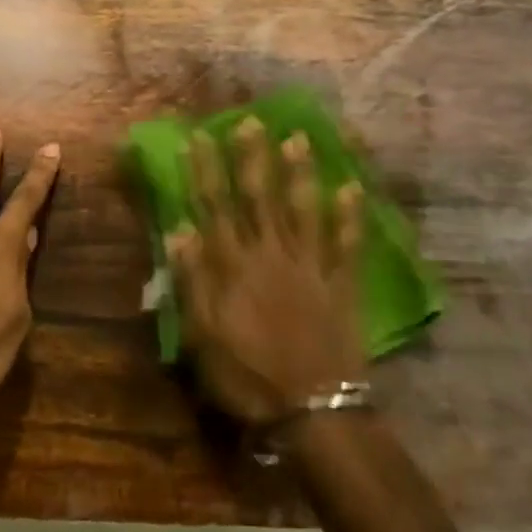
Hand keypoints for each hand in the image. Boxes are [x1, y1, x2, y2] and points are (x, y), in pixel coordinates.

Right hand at [167, 120, 363, 425]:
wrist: (312, 410)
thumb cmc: (246, 375)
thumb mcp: (201, 336)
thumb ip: (191, 281)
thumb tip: (179, 231)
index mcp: (233, 267)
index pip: (214, 207)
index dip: (205, 171)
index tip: (198, 138)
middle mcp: (271, 255)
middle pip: (259, 198)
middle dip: (252, 157)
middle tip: (250, 121)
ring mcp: (310, 267)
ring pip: (303, 210)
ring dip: (299, 173)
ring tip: (298, 138)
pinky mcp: (342, 285)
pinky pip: (347, 244)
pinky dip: (350, 216)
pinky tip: (352, 188)